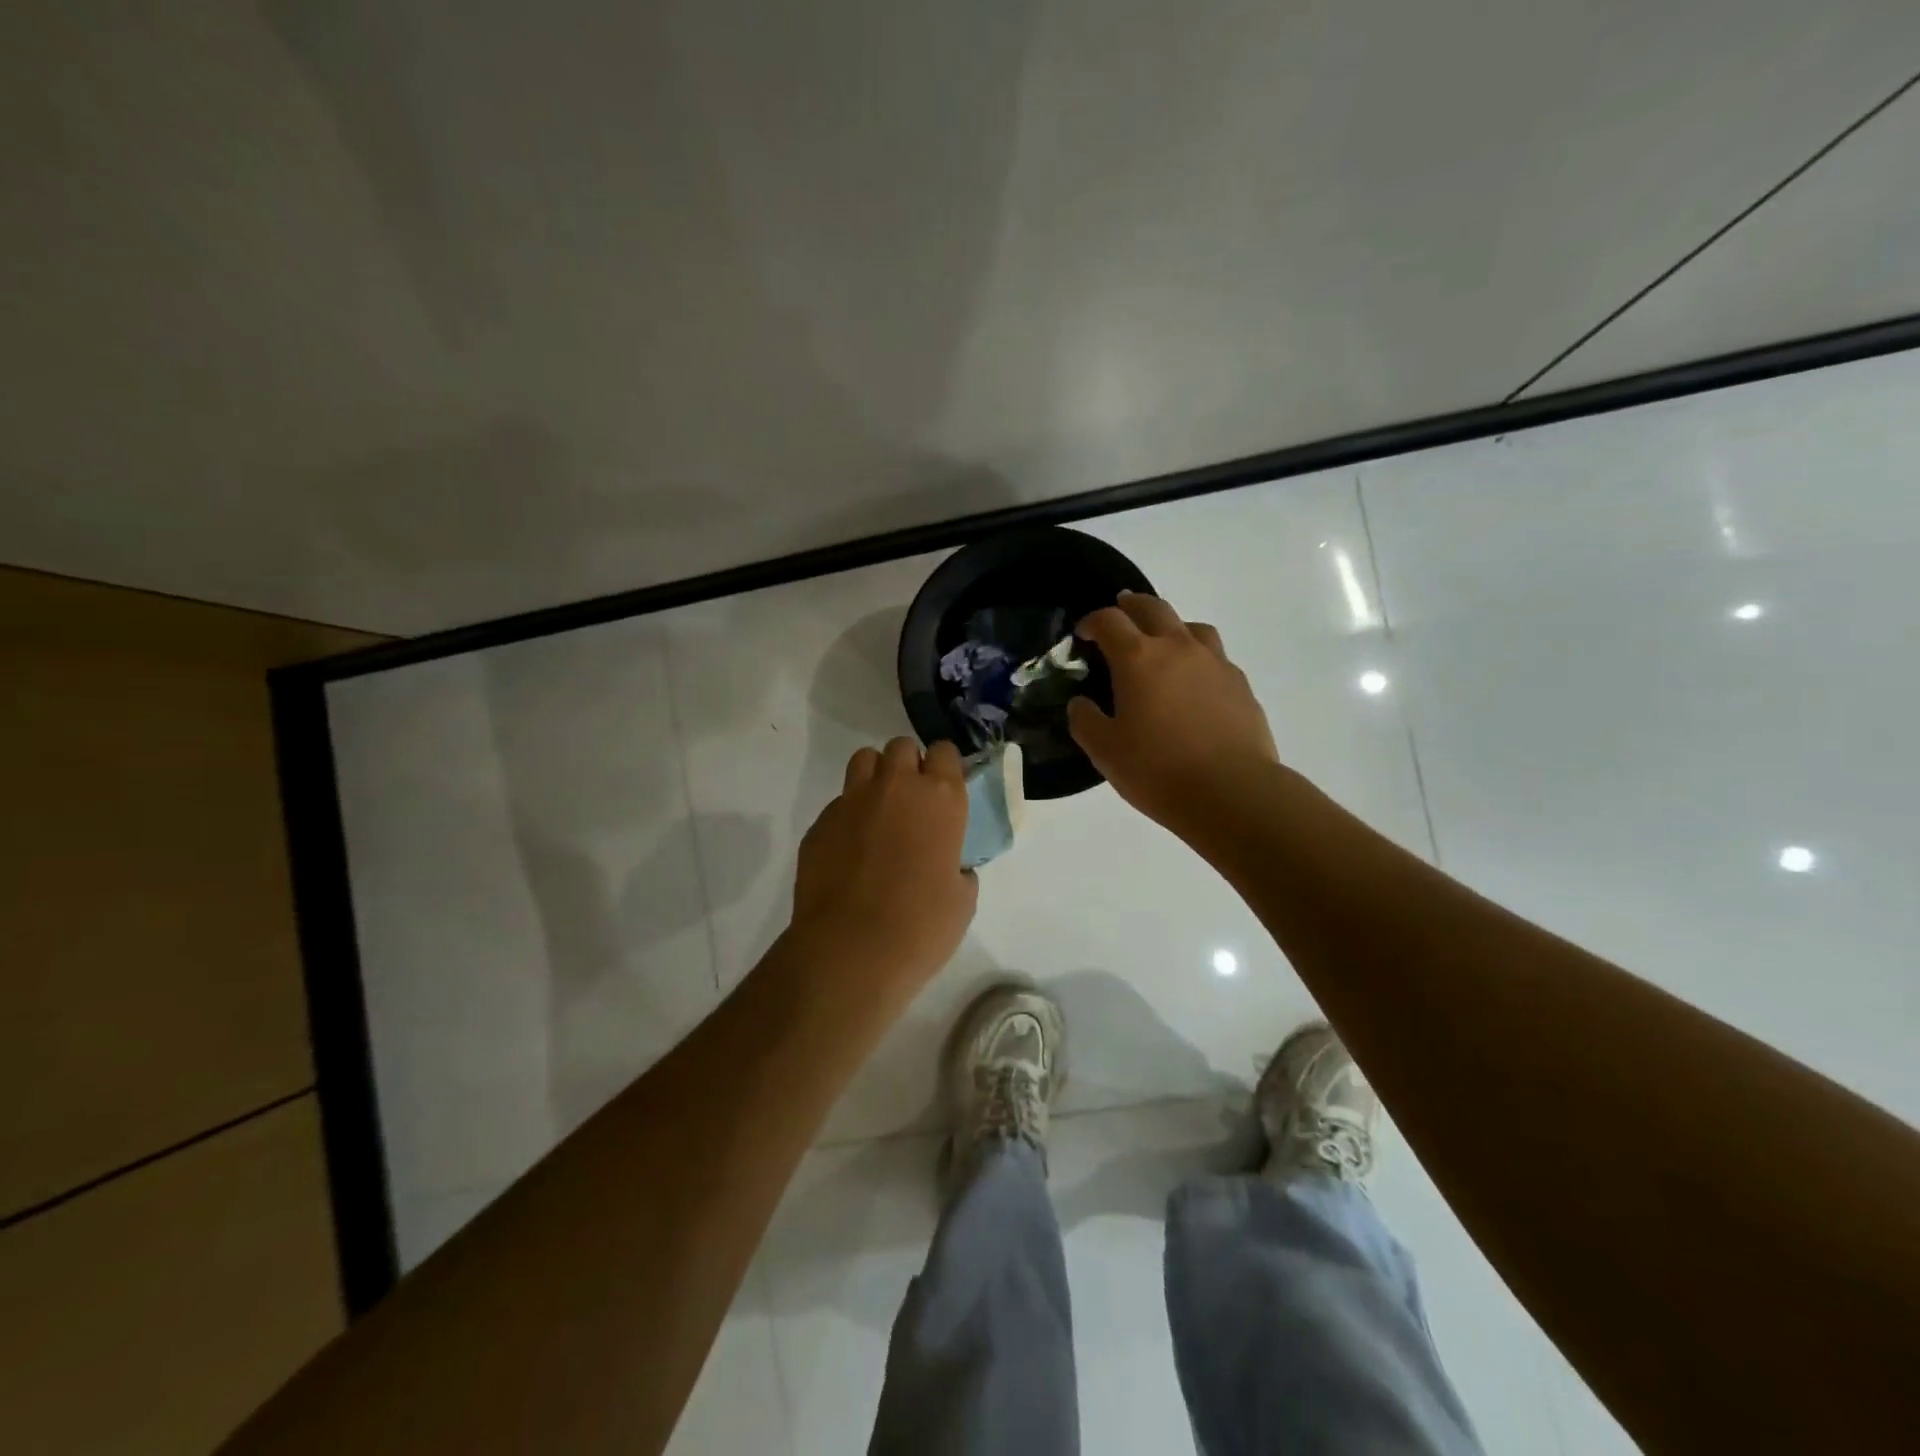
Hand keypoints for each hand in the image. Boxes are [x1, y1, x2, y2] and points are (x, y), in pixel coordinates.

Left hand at [788, 737, 977, 1006]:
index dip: (944, 767)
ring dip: (875, 776)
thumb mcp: (962, 898)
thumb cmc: (921, 926)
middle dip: (908, 765)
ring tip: (879, 811)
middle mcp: (896, 787)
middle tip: (912, 801)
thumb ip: (958, 867)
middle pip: (901, 747)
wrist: (851, 950)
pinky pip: (839, 803)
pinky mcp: (820, 822)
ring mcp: (852, 800)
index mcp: (940, 798)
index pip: (944, 751)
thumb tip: (951, 866)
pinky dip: (848, 816)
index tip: (945, 790)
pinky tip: (851, 850)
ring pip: (864, 760)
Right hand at [1069, 592, 1279, 834]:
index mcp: (1138, 658)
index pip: (1110, 621)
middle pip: (1153, 608)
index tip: (1083, 634)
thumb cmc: (1158, 769)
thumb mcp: (1104, 751)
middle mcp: (1177, 648)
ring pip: (1191, 626)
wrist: (1232, 792)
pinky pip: (1214, 656)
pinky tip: (1194, 682)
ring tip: (1162, 644)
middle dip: (1131, 606)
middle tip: (1120, 614)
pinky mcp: (1239, 684)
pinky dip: (1197, 657)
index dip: (1092, 621)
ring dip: (1170, 626)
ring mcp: (1214, 663)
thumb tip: (1081, 703)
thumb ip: (1085, 720)